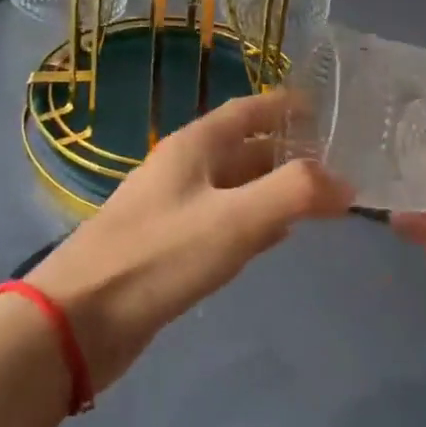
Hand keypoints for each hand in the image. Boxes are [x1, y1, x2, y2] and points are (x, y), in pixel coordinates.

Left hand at [30, 89, 352, 391]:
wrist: (79, 320)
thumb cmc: (159, 256)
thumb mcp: (235, 219)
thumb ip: (294, 193)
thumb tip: (345, 183)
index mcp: (193, 147)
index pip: (246, 110)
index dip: (283, 105)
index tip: (324, 106)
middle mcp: (183, 170)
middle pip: (243, 149)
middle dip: (287, 152)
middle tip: (336, 162)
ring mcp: (173, 210)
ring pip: (234, 187)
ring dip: (273, 188)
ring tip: (318, 197)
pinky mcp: (169, 249)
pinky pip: (223, 222)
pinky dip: (254, 222)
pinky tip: (275, 237)